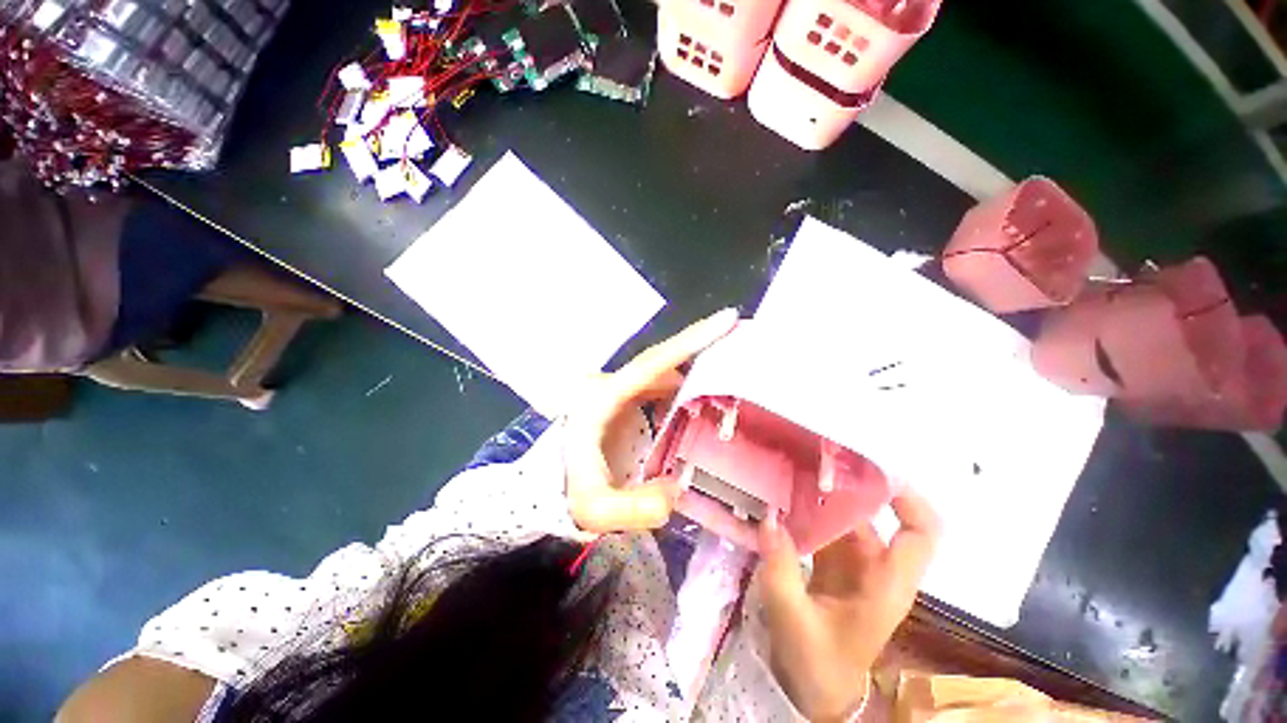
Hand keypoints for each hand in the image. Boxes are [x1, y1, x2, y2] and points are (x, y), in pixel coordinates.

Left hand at [564, 308, 738, 533]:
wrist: (543, 485)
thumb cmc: (562, 491)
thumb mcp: (594, 509)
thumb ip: (635, 509)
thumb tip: (677, 491)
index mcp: (602, 398)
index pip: (653, 363)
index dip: (691, 340)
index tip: (727, 319)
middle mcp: (609, 385)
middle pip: (662, 363)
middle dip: (700, 355)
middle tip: (740, 355)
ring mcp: (614, 390)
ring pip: (661, 375)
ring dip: (692, 377)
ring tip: (728, 384)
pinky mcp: (620, 400)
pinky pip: (656, 388)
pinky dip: (679, 392)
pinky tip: (699, 407)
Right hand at [758, 489, 940, 721]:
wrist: (819, 692)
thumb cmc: (818, 666)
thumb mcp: (795, 621)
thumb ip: (780, 570)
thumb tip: (768, 518)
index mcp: (885, 583)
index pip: (919, 533)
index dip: (905, 497)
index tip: (867, 468)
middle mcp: (876, 567)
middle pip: (873, 515)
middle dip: (844, 484)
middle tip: (808, 458)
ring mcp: (854, 564)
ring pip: (846, 517)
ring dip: (822, 494)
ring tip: (790, 469)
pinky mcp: (834, 564)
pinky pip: (825, 527)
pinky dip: (808, 510)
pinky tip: (783, 497)